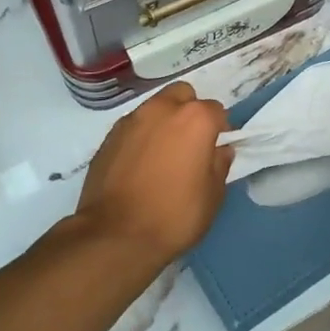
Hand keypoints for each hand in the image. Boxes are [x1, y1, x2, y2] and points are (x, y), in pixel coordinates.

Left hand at [75, 82, 232, 262]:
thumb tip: (221, 150)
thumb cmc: (174, 216)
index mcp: (195, 119)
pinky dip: (141, 136)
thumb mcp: (212, 196)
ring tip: (162, 154)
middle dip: (190, 111)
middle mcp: (162, 109)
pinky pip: (133, 126)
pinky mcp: (109, 136)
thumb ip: (220, 165)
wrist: (115, 235)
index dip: (220, 130)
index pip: (217, 111)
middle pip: (183, 95)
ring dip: (163, 121)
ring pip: (155, 107)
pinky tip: (139, 164)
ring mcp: (131, 120)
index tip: (215, 150)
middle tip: (190, 143)